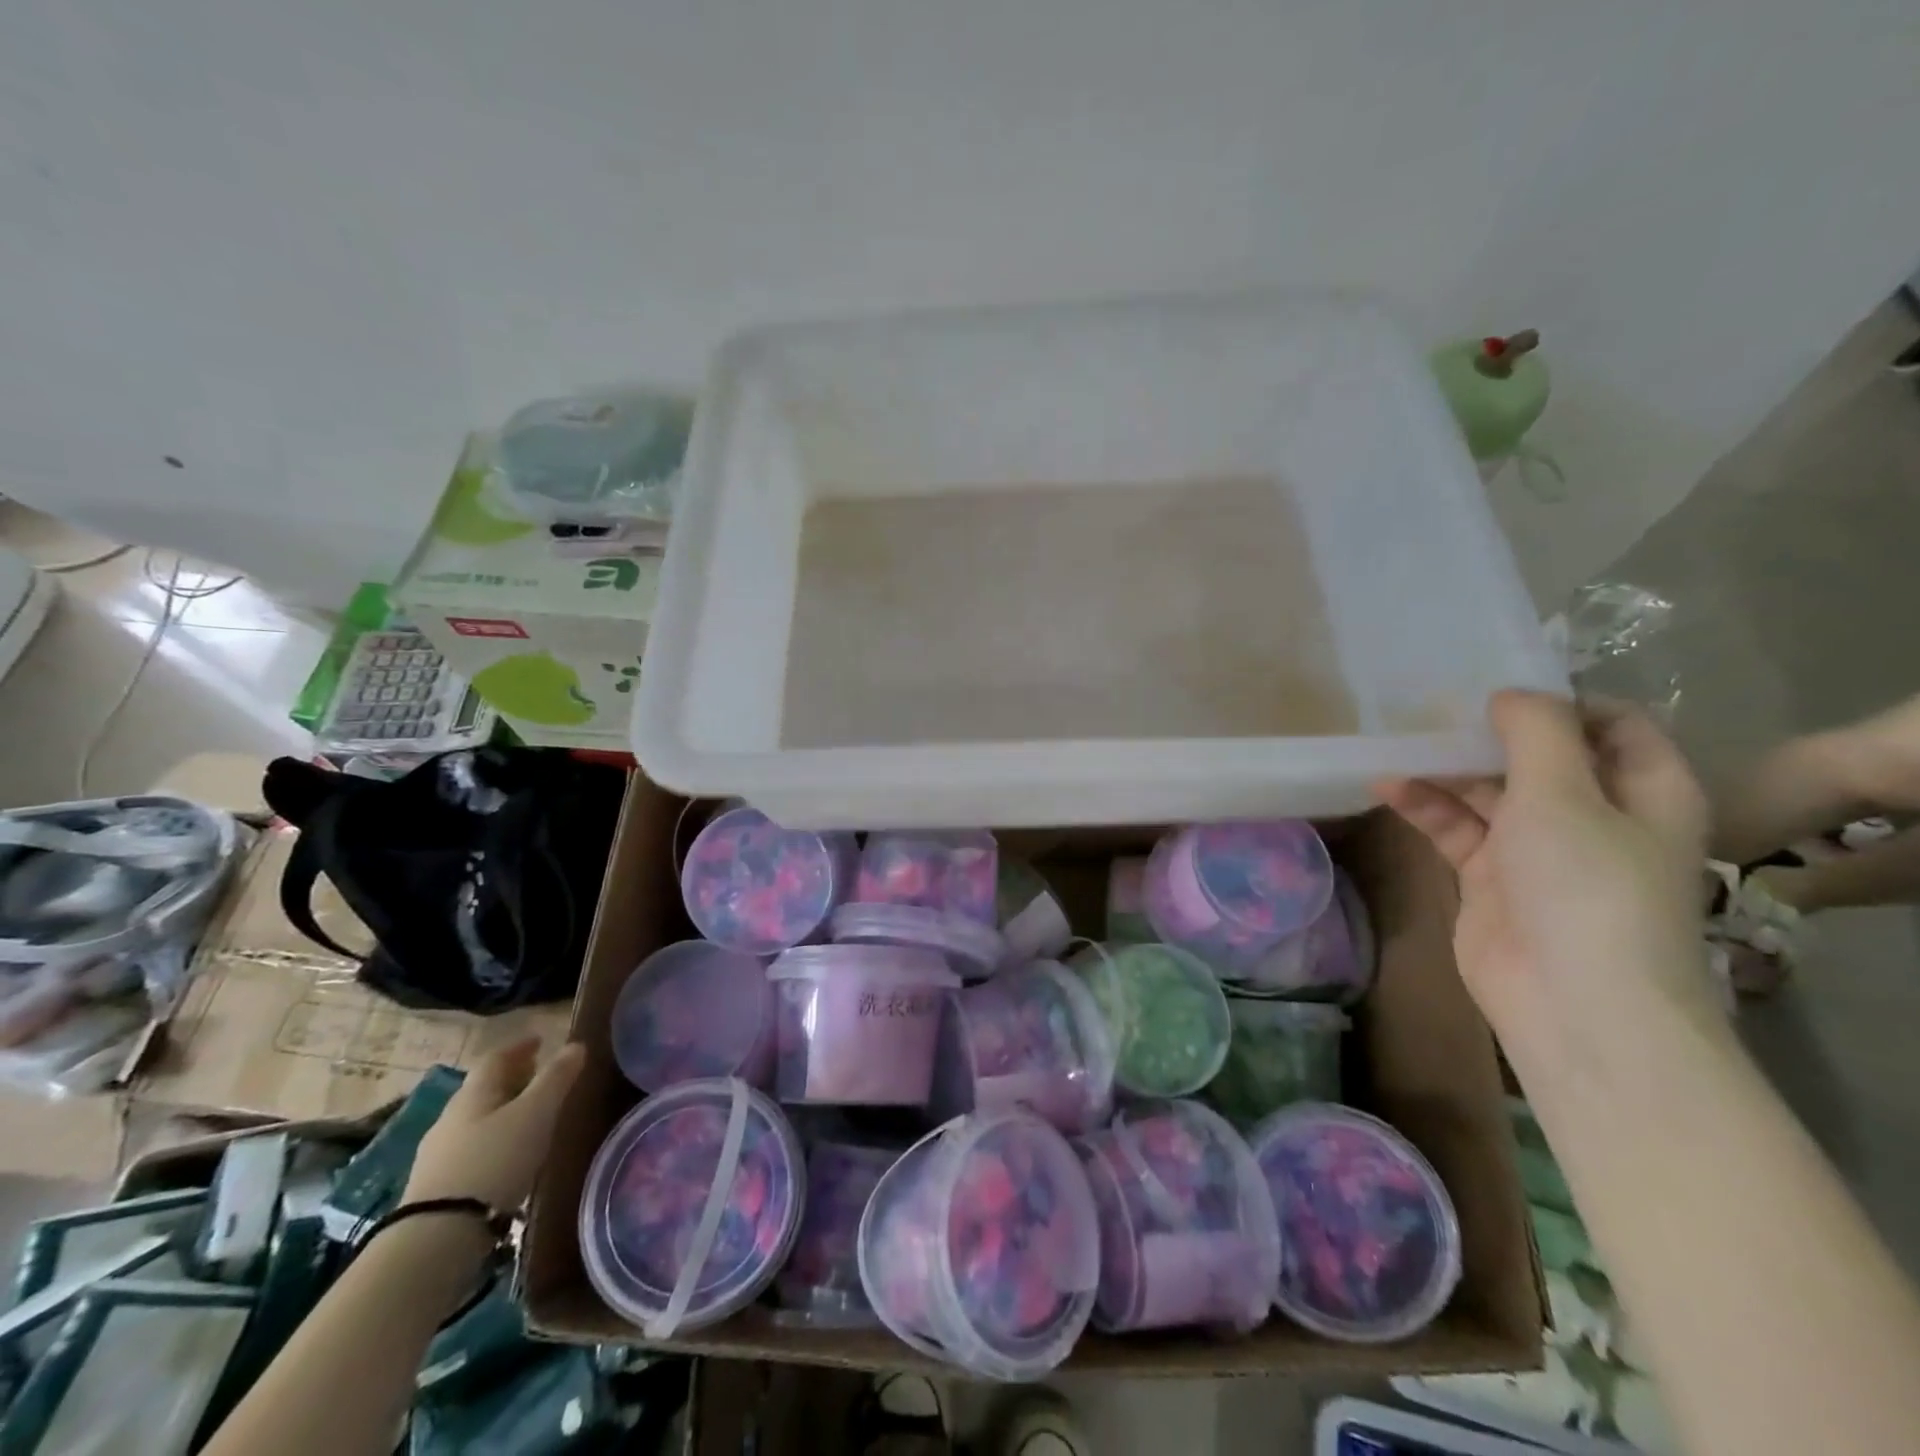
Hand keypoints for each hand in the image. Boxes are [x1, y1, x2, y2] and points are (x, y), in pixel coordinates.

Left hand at [404, 1038, 585, 1209]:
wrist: (439, 1235)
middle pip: (483, 1088)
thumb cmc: (495, 1160)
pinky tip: (507, 1158)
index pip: (495, 1058)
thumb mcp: (536, 1114)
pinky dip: (492, 1142)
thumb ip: (557, 1078)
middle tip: (539, 1078)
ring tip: (528, 1120)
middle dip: (511, 1079)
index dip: (519, 1047)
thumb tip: (576, 1044)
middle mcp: (451, 1117)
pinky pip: (470, 1149)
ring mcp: (439, 1154)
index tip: (540, 1042)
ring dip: (501, 1112)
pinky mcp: (436, 1187)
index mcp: (474, 1093)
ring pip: (476, 1120)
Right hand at [1375, 691, 1721, 1067]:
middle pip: (1539, 757)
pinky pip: (1455, 828)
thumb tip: (1510, 694)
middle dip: (1487, 732)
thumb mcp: (1564, 793)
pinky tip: (1386, 787)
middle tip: (1429, 707)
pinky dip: (1424, 806)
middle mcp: (1594, 815)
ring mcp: (1538, 850)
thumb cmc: (1586, 885)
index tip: (1498, 684)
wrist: (1572, 1001)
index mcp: (1643, 790)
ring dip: (1446, 769)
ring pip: (1489, 791)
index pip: (1613, 724)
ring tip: (1396, 744)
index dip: (1560, 701)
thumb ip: (1536, 732)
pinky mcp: (1490, 878)